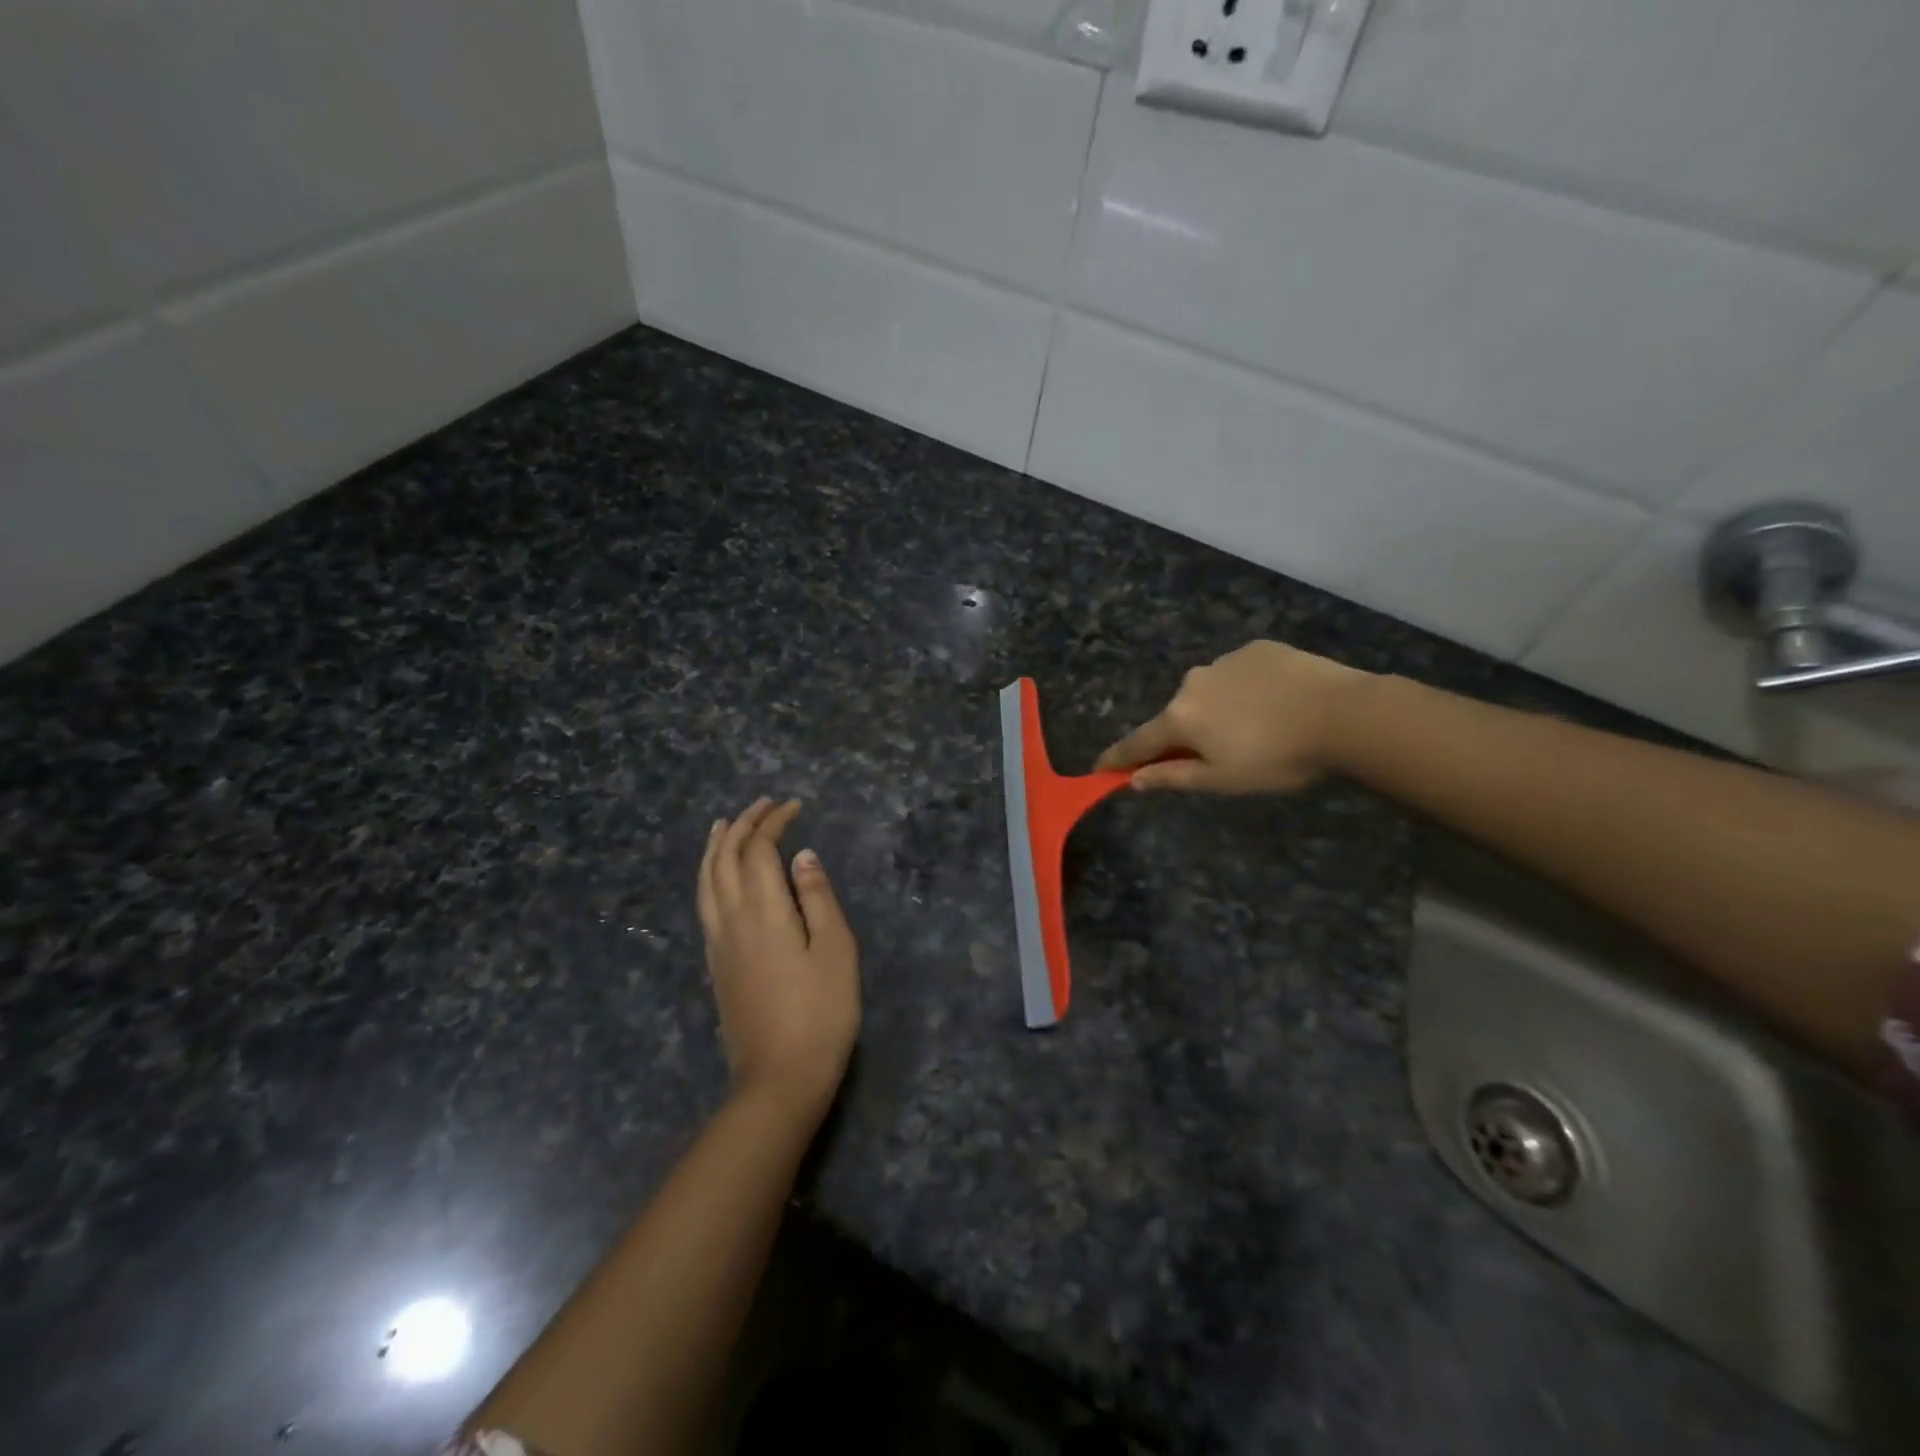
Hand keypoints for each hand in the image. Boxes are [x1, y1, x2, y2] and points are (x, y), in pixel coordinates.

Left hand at [697, 799, 860, 1115]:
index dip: (773, 822)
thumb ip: (818, 898)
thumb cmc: (821, 1012)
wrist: (779, 1079)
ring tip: (724, 826)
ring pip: (706, 880)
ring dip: (716, 846)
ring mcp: (717, 943)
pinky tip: (718, 877)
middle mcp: (730, 919)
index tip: (794, 806)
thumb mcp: (835, 950)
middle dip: (741, 825)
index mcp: (762, 910)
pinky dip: (709, 875)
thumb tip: (802, 856)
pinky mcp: (715, 964)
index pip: (758, 849)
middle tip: (763, 805)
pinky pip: (704, 902)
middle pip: (725, 858)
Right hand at [1095, 640, 1371, 793]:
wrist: (1344, 714)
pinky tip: (1275, 704)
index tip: (1099, 767)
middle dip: (1185, 735)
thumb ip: (1173, 778)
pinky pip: (1239, 674)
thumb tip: (1132, 780)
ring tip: (1256, 729)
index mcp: (1180, 718)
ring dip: (1217, 710)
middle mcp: (1192, 683)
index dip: (1118, 758)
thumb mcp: (1223, 780)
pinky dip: (1245, 690)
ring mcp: (1225, 660)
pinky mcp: (1258, 648)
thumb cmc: (1278, 758)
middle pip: (1177, 716)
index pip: (1138, 742)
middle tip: (1216, 757)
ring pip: (1209, 692)